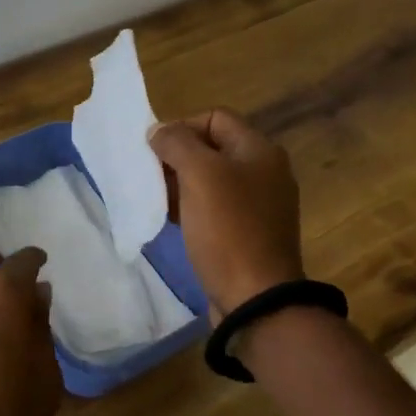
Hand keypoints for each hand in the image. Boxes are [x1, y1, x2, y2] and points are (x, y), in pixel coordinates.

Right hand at [150, 108, 306, 317]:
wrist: (255, 298)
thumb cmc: (228, 228)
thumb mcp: (199, 174)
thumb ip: (176, 143)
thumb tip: (159, 132)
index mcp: (259, 150)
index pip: (214, 117)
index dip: (181, 126)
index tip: (156, 151)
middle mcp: (264, 172)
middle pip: (211, 147)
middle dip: (177, 156)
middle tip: (151, 174)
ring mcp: (257, 204)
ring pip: (209, 178)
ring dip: (179, 182)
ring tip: (156, 197)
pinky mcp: (247, 231)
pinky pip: (213, 206)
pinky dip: (190, 206)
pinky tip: (170, 218)